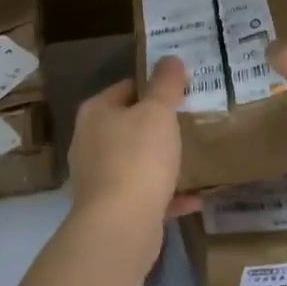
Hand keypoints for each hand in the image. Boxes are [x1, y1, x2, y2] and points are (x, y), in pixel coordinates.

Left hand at [67, 55, 186, 272]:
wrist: (120, 226)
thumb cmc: (137, 158)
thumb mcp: (157, 113)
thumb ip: (165, 84)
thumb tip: (170, 59)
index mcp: (95, 113)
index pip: (126, 87)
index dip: (154, 85)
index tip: (182, 88)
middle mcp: (90, 142)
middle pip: (129, 125)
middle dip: (158, 123)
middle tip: (192, 118)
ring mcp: (99, 178)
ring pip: (136, 160)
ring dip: (162, 159)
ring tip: (194, 154)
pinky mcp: (112, 209)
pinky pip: (146, 194)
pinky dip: (168, 194)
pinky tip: (196, 196)